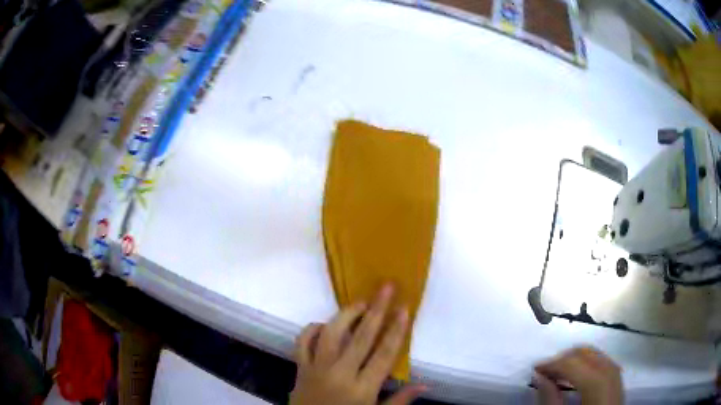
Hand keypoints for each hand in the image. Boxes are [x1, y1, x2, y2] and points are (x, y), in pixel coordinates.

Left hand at [290, 284, 425, 404]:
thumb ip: (399, 401)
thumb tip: (425, 385)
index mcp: (362, 388)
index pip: (384, 354)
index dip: (395, 330)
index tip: (404, 308)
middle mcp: (339, 374)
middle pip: (361, 338)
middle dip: (376, 310)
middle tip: (386, 287)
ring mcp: (316, 369)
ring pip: (330, 334)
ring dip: (345, 315)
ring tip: (360, 303)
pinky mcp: (299, 368)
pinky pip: (302, 343)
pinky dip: (311, 330)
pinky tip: (323, 324)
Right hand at [534, 347, 622, 404]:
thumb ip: (551, 399)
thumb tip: (539, 377)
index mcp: (596, 381)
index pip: (571, 362)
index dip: (551, 364)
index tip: (534, 369)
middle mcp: (609, 369)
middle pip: (584, 353)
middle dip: (562, 359)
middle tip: (545, 371)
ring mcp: (616, 370)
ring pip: (593, 353)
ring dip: (574, 359)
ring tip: (558, 372)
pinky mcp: (617, 375)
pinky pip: (600, 360)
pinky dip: (586, 362)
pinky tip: (576, 374)